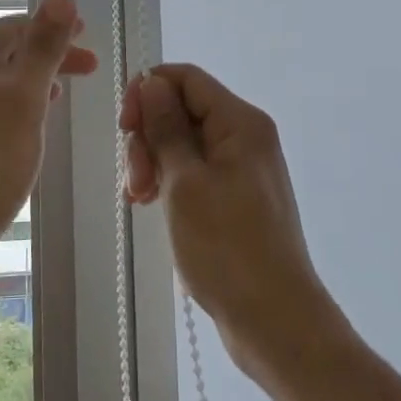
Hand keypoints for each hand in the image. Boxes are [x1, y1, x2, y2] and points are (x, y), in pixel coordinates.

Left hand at [0, 0, 97, 270]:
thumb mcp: (23, 100)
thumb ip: (44, 46)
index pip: (11, 28)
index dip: (54, 30)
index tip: (89, 39)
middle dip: (44, 58)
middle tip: (87, 69)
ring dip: (28, 84)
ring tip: (61, 94)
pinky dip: (7, 110)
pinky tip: (25, 129)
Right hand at [120, 65, 335, 378]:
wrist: (276, 322)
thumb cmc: (228, 248)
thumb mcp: (186, 182)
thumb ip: (167, 127)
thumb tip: (152, 82)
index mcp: (240, 122)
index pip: (186, 78)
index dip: (148, 92)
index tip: (124, 128)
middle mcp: (245, 136)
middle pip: (183, 109)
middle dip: (149, 136)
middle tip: (135, 181)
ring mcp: (242, 168)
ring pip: (184, 142)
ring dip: (154, 162)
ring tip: (140, 199)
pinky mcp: (236, 197)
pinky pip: (195, 170)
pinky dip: (170, 181)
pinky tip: (151, 204)